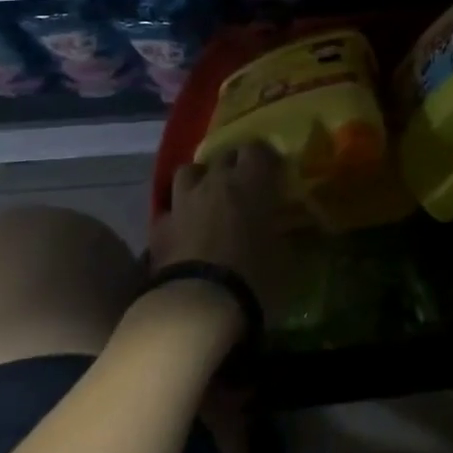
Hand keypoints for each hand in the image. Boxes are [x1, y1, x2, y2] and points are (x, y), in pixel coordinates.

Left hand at [150, 141, 290, 317]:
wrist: (198, 304)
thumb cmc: (254, 276)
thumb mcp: (284, 256)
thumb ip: (287, 235)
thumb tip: (293, 231)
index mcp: (252, 181)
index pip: (257, 148)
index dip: (264, 158)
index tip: (272, 171)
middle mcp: (216, 181)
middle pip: (224, 156)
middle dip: (233, 167)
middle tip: (243, 187)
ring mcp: (184, 201)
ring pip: (188, 171)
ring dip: (199, 180)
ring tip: (207, 197)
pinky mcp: (160, 227)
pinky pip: (168, 209)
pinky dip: (177, 214)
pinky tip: (182, 228)